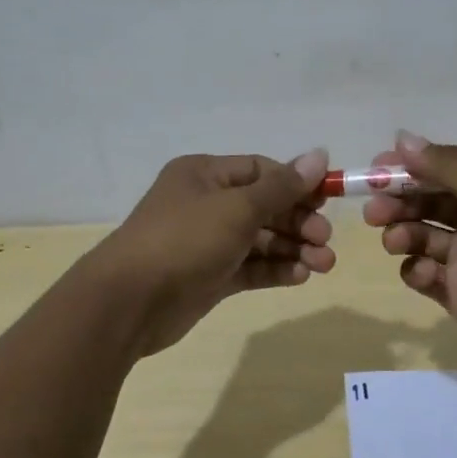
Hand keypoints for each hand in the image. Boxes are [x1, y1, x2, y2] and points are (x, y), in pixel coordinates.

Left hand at [89, 150, 334, 355]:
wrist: (129, 303)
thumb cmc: (184, 240)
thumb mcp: (237, 208)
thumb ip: (282, 187)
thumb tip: (319, 154)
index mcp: (205, 175)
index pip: (261, 171)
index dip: (296, 184)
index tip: (327, 201)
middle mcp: (206, 204)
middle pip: (264, 206)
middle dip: (299, 222)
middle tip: (325, 239)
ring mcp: (207, 242)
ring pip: (261, 240)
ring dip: (294, 248)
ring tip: (325, 264)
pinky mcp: (210, 276)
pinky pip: (250, 267)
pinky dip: (276, 269)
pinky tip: (301, 276)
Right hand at [364, 131, 456, 371]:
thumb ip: (448, 167)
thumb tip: (401, 138)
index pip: (442, 169)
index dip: (409, 168)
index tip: (377, 170)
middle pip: (424, 202)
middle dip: (396, 202)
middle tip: (374, 209)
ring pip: (418, 236)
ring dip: (400, 233)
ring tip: (396, 240)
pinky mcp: (456, 291)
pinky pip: (422, 274)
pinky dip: (415, 270)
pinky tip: (423, 272)